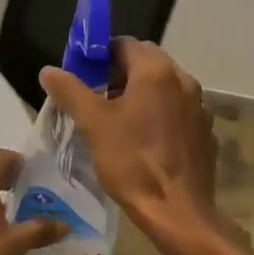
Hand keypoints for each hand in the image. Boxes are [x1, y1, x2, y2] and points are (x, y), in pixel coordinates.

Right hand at [38, 39, 224, 248]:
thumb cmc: (131, 161)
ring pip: (162, 89)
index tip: (81, 76)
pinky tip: (142, 141)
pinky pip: (176, 112)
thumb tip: (49, 70)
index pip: (124, 44)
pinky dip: (157, 115)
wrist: (177, 210)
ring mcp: (199, 107)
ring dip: (138, 95)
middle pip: (146, 64)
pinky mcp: (204, 132)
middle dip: (118, 75)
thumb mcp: (92, 124)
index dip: (99, 56)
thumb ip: (70, 91)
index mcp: (156, 72)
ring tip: (115, 120)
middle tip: (94, 98)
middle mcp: (183, 81)